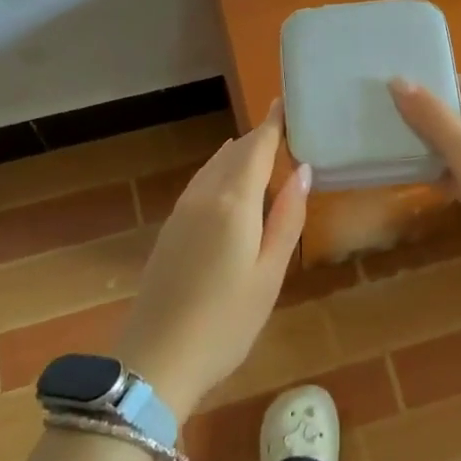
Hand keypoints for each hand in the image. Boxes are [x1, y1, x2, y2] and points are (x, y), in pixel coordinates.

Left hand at [115, 106, 309, 414]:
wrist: (157, 360)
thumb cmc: (227, 321)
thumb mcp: (270, 273)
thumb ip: (287, 218)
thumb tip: (303, 171)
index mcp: (233, 202)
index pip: (256, 147)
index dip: (272, 123)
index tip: (285, 101)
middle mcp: (204, 196)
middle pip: (233, 153)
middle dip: (258, 138)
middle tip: (285, 129)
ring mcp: (181, 212)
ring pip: (213, 168)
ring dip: (238, 155)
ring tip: (263, 151)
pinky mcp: (170, 230)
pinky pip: (200, 185)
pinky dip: (220, 174)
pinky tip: (230, 186)